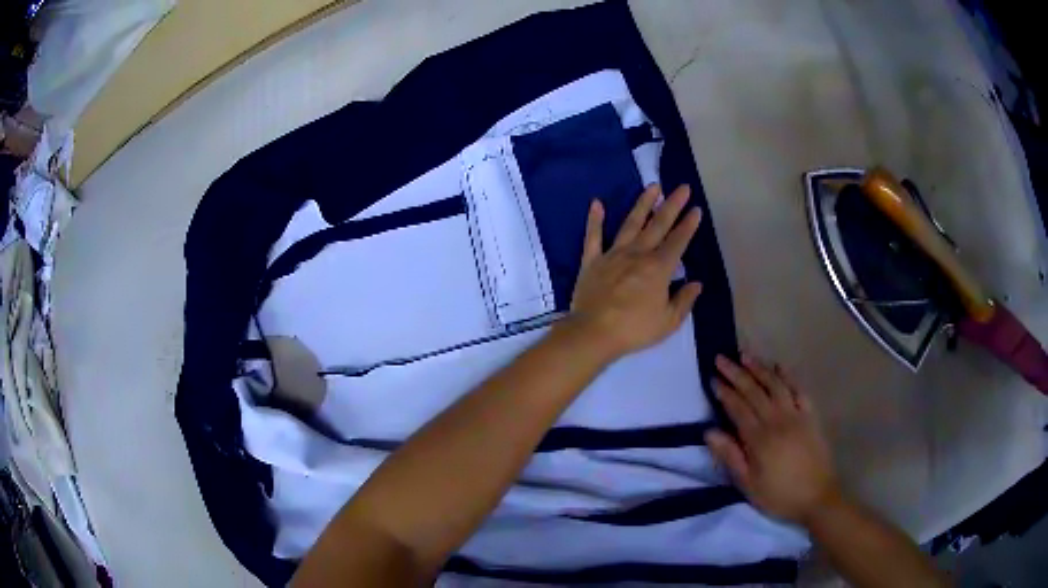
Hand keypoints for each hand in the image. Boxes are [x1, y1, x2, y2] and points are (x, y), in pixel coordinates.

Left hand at [559, 184, 702, 361]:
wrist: (593, 332)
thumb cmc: (634, 329)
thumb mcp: (668, 321)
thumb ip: (684, 300)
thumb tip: (696, 283)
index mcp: (658, 268)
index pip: (678, 241)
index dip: (689, 225)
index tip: (696, 209)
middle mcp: (637, 254)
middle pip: (658, 225)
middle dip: (672, 205)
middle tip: (683, 187)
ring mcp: (613, 254)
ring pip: (630, 223)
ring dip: (643, 204)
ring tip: (653, 186)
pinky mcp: (592, 261)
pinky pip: (593, 237)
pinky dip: (595, 219)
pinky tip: (597, 203)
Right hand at [705, 354, 839, 523]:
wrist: (817, 498)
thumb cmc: (779, 495)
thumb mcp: (748, 484)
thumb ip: (730, 456)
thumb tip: (709, 432)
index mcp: (760, 438)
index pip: (738, 408)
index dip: (724, 392)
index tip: (712, 377)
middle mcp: (778, 420)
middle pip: (754, 391)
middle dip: (736, 373)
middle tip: (721, 358)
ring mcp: (796, 415)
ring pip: (775, 385)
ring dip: (759, 368)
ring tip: (745, 355)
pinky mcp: (810, 416)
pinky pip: (798, 390)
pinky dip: (788, 376)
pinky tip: (779, 366)